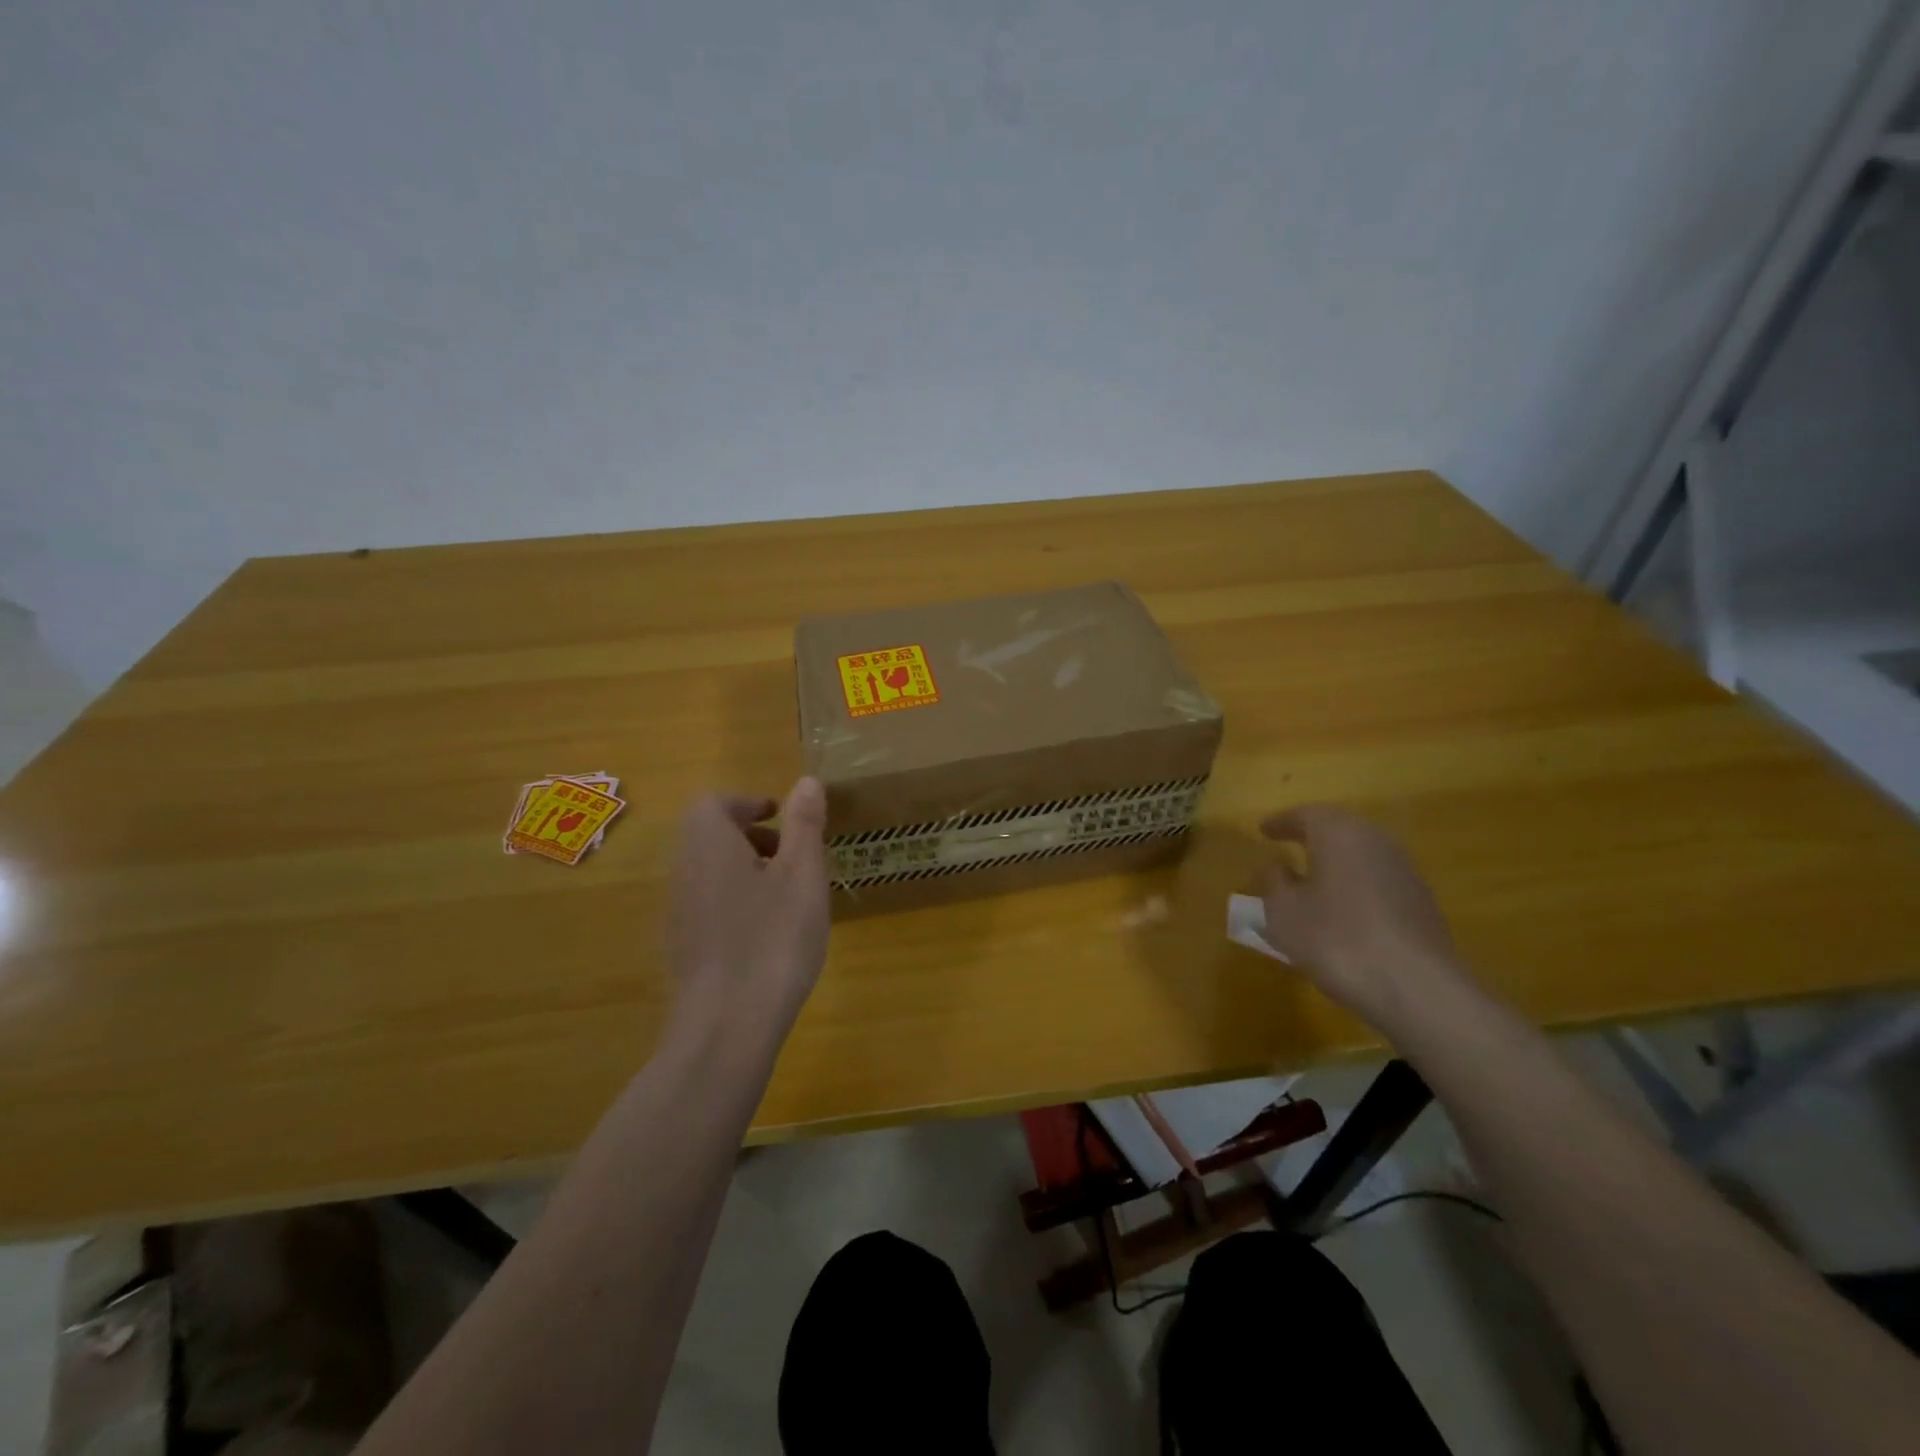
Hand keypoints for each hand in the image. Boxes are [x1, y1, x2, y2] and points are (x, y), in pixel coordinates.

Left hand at [666, 777, 831, 1040]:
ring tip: (787, 894)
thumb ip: (804, 824)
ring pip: (710, 871)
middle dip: (751, 836)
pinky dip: (737, 902)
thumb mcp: (802, 873)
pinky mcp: (683, 947)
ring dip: (746, 870)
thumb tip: (806, 781)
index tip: (782, 817)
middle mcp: (684, 870)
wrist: (727, 1025)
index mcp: (708, 843)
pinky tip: (768, 933)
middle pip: (709, 836)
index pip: (714, 803)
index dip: (749, 803)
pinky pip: (709, 905)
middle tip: (790, 854)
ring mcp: (679, 912)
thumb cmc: (772, 937)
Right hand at [1257, 804, 1467, 1024]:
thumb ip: (1274, 882)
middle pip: (1338, 828)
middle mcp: (1375, 840)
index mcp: (1338, 833)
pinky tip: (1343, 908)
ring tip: (1312, 877)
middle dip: (1312, 834)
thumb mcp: (1284, 912)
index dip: (1281, 822)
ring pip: (1361, 853)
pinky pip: (1377, 878)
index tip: (1263, 831)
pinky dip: (1355, 883)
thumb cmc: (1337, 940)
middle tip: (1288, 844)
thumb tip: (1275, 864)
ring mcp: (1404, 870)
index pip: (1305, 815)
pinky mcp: (1421, 901)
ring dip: (1335, 859)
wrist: (1418, 989)